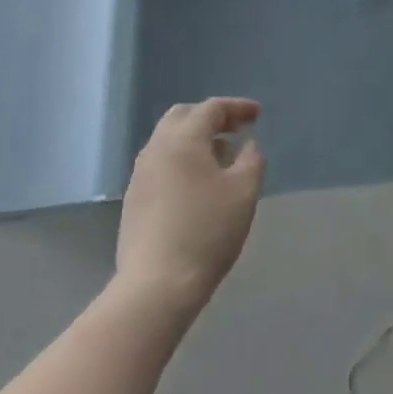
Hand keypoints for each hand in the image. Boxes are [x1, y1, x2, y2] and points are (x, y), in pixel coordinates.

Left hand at [116, 98, 265, 318]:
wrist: (157, 285)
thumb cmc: (206, 232)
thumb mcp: (244, 193)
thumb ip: (252, 161)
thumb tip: (248, 146)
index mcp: (183, 140)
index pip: (211, 109)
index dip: (237, 107)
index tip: (258, 115)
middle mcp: (156, 148)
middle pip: (183, 116)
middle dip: (211, 118)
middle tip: (236, 130)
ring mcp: (140, 174)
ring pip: (168, 140)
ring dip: (196, 140)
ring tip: (221, 158)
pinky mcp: (134, 199)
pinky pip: (161, 163)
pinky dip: (182, 160)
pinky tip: (198, 184)